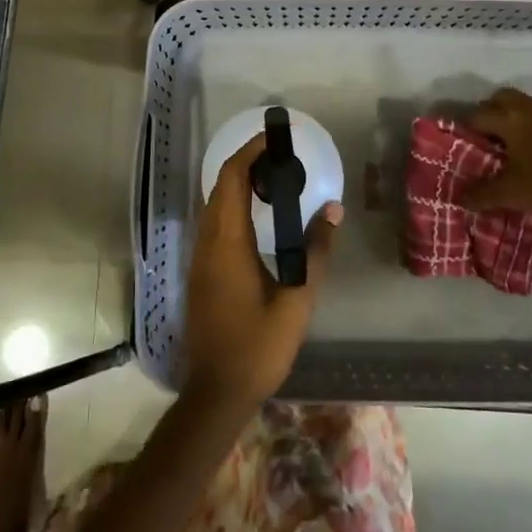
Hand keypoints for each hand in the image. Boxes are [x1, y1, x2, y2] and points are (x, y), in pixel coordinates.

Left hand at [182, 134, 341, 413]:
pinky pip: (213, 223)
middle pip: (220, 187)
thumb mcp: (297, 301)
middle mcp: (207, 242)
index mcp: (227, 243)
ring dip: (237, 184)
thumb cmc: (258, 348)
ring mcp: (199, 258)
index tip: (274, 139)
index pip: (232, 179)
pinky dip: (231, 205)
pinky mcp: (199, 272)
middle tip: (279, 157)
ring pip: (214, 205)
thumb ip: (316, 253)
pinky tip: (255, 217)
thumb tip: (332, 210)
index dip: (250, 153)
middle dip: (245, 163)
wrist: (215, 393)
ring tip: (271, 179)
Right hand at [463, 88, 531, 211]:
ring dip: (512, 118)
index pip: (474, 115)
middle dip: (488, 113)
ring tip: (511, 144)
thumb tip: (460, 198)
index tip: (460, 144)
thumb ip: (483, 195)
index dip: (463, 129)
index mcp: (508, 119)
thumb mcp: (513, 194)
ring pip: (522, 105)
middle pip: (498, 99)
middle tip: (485, 137)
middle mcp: (527, 108)